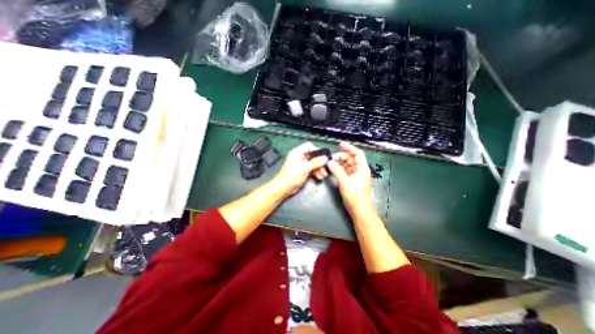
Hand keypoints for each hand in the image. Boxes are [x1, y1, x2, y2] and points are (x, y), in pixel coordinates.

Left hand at [272, 143, 328, 195]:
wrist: (283, 188)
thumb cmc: (291, 176)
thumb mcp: (305, 168)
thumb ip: (316, 162)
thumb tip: (325, 158)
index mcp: (297, 152)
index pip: (309, 146)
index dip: (317, 151)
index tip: (323, 157)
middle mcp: (299, 156)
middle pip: (312, 155)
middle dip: (319, 162)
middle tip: (325, 168)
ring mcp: (300, 164)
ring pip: (312, 163)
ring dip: (319, 168)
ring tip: (323, 174)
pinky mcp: (301, 171)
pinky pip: (310, 168)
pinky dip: (315, 172)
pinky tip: (319, 176)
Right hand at [325, 141, 370, 214]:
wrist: (359, 210)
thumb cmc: (355, 197)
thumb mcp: (345, 183)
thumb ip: (337, 171)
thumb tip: (330, 162)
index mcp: (362, 169)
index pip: (357, 153)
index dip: (349, 148)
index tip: (340, 145)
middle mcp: (359, 170)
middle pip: (351, 158)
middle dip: (341, 156)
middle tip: (331, 158)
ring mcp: (355, 175)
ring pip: (347, 165)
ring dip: (339, 163)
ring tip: (330, 163)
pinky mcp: (351, 180)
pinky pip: (345, 171)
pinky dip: (339, 169)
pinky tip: (333, 169)